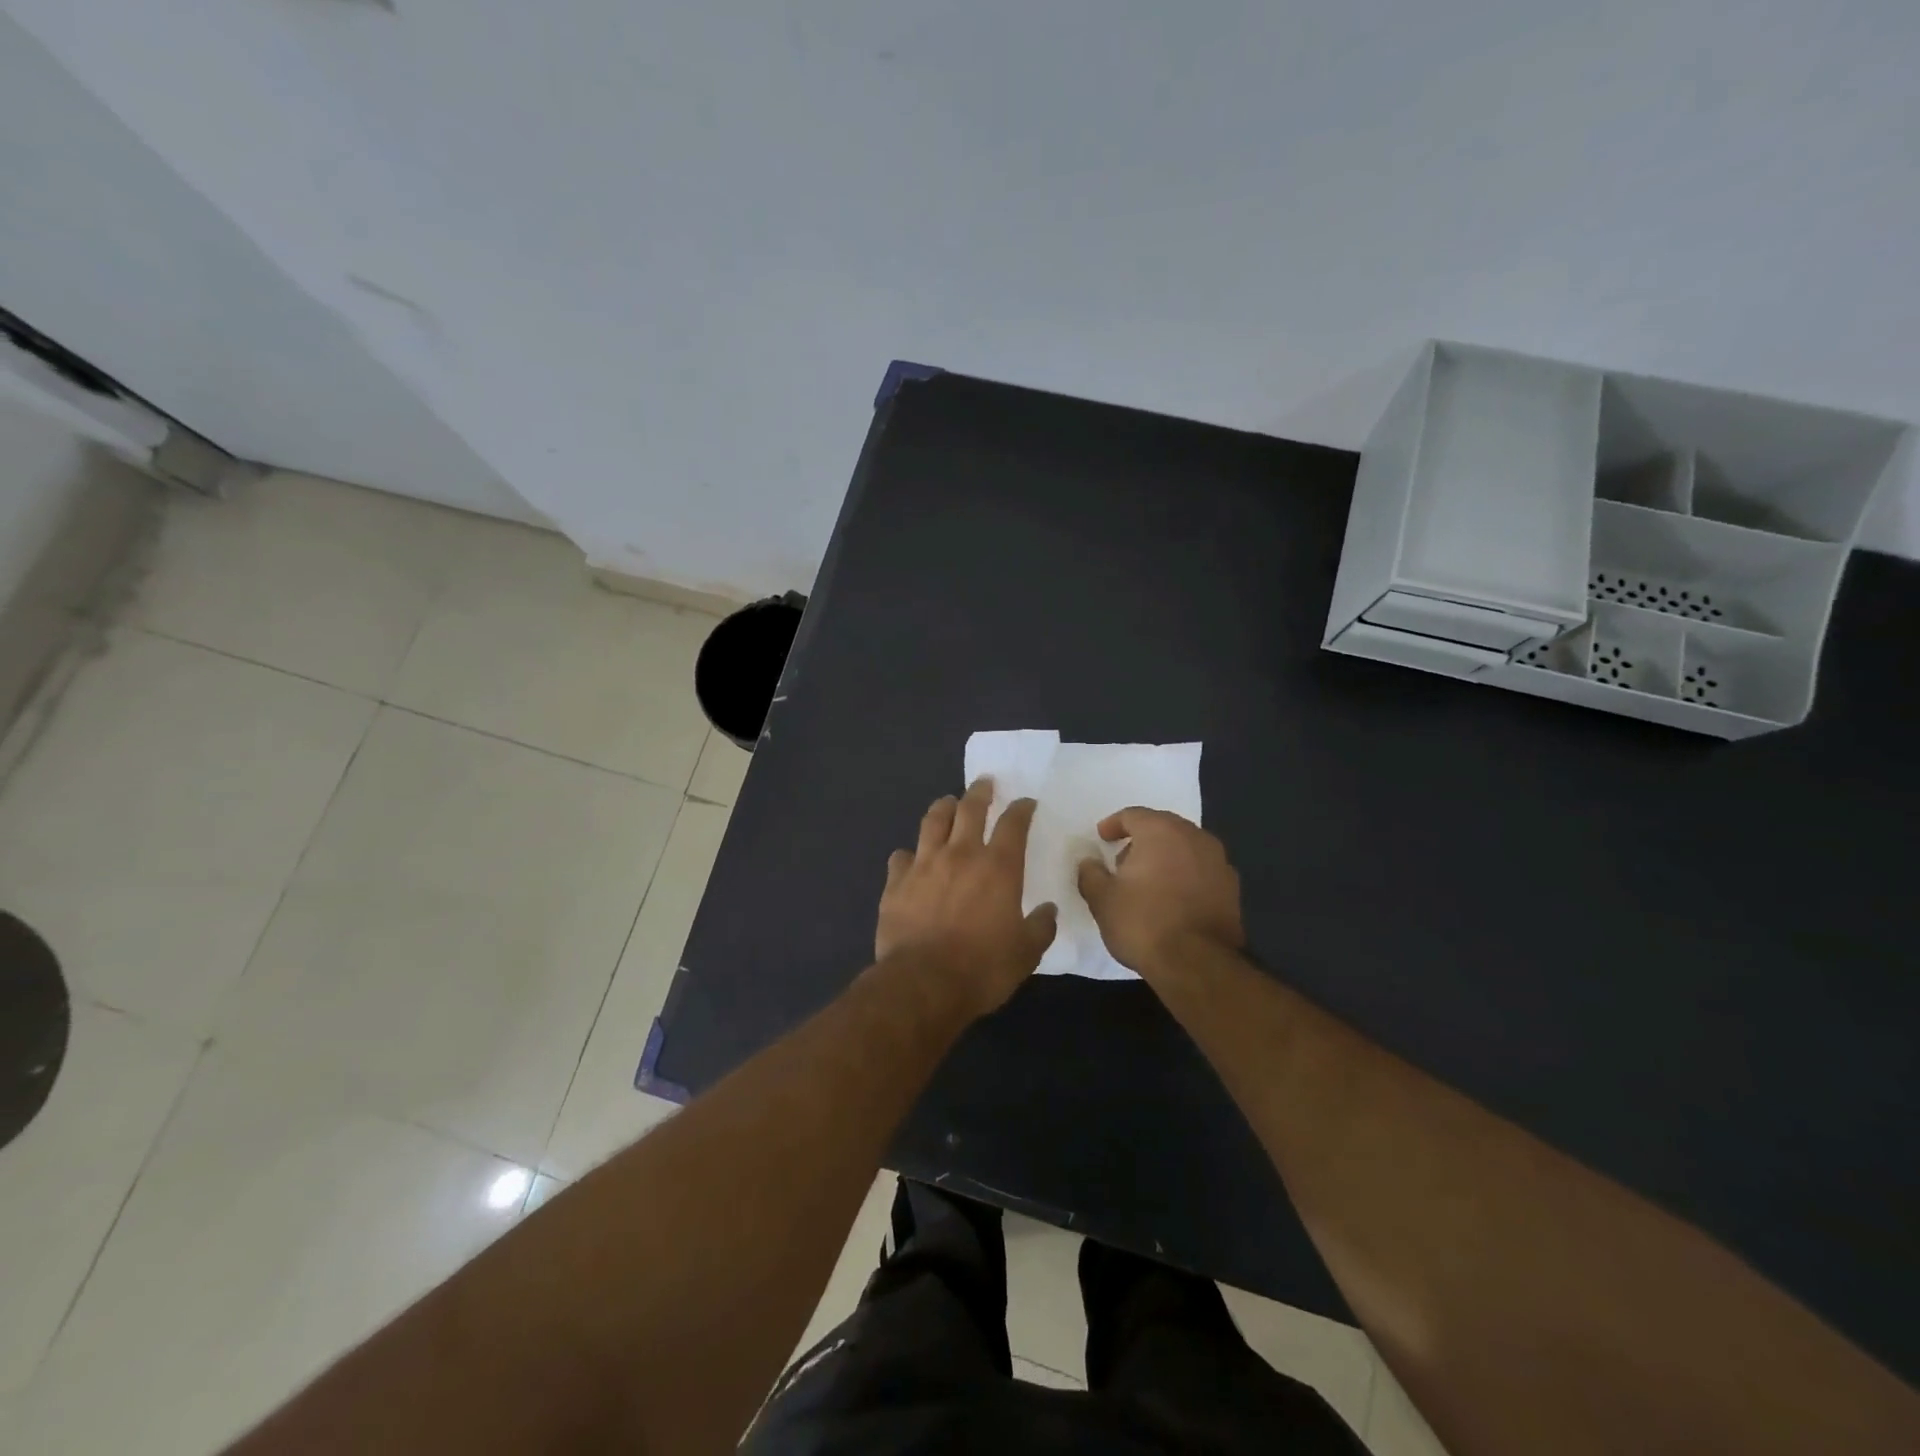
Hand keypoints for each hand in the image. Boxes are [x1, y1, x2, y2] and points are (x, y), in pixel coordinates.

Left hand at [876, 777, 1058, 1018]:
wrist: (923, 984)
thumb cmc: (982, 968)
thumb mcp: (1025, 954)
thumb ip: (1040, 928)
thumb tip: (1048, 911)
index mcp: (998, 867)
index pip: (1013, 824)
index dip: (1021, 809)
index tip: (1025, 802)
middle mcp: (960, 854)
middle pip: (969, 809)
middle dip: (979, 792)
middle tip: (984, 783)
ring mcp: (924, 865)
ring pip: (933, 822)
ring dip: (943, 808)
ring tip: (948, 803)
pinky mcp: (896, 883)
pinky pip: (901, 856)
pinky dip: (909, 854)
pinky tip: (910, 858)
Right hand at [1076, 808, 1242, 975]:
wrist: (1197, 963)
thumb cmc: (1143, 922)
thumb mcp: (1102, 899)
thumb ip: (1091, 874)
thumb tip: (1089, 863)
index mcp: (1161, 831)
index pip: (1133, 815)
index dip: (1114, 824)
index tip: (1102, 838)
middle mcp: (1195, 837)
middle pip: (1163, 828)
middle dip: (1142, 840)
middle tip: (1123, 860)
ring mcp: (1219, 862)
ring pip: (1186, 848)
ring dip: (1166, 857)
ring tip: (1148, 882)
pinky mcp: (1232, 889)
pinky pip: (1201, 871)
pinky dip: (1185, 876)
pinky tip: (1172, 899)